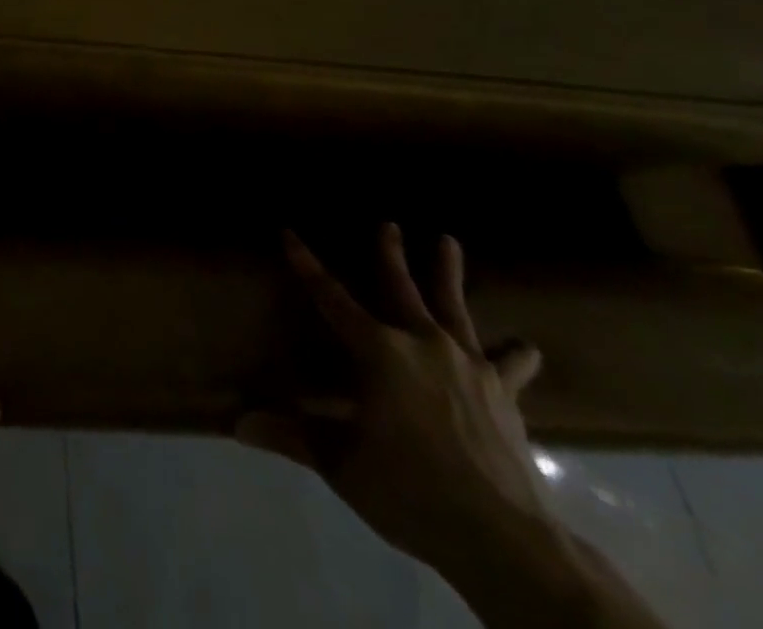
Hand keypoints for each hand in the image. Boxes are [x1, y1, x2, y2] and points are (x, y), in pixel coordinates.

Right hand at [238, 224, 553, 580]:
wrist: (503, 538)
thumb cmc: (409, 490)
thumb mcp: (342, 464)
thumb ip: (293, 436)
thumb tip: (237, 424)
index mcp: (378, 351)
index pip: (331, 297)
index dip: (307, 265)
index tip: (290, 233)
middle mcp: (422, 344)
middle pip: (401, 288)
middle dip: (390, 253)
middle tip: (389, 223)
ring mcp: (468, 366)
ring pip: (454, 308)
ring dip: (448, 274)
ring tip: (448, 241)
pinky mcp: (503, 394)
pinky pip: (508, 366)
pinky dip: (514, 354)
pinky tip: (525, 347)